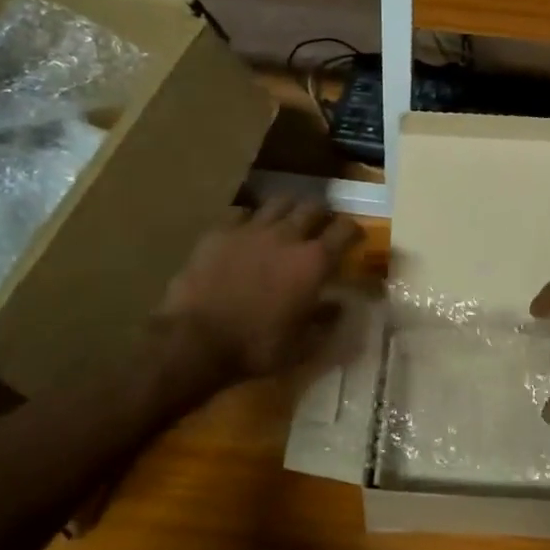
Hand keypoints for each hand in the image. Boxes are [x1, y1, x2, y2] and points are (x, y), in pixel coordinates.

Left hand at [161, 197, 362, 381]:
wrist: (195, 341)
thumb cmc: (256, 347)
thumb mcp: (301, 346)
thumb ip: (325, 322)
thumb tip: (338, 307)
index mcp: (313, 262)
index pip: (345, 230)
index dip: (353, 230)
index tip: (354, 237)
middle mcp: (287, 236)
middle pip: (313, 207)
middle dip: (320, 214)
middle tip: (319, 228)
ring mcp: (251, 230)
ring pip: (278, 202)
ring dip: (287, 210)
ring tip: (285, 223)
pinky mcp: (219, 232)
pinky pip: (241, 214)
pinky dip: (249, 221)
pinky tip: (246, 234)